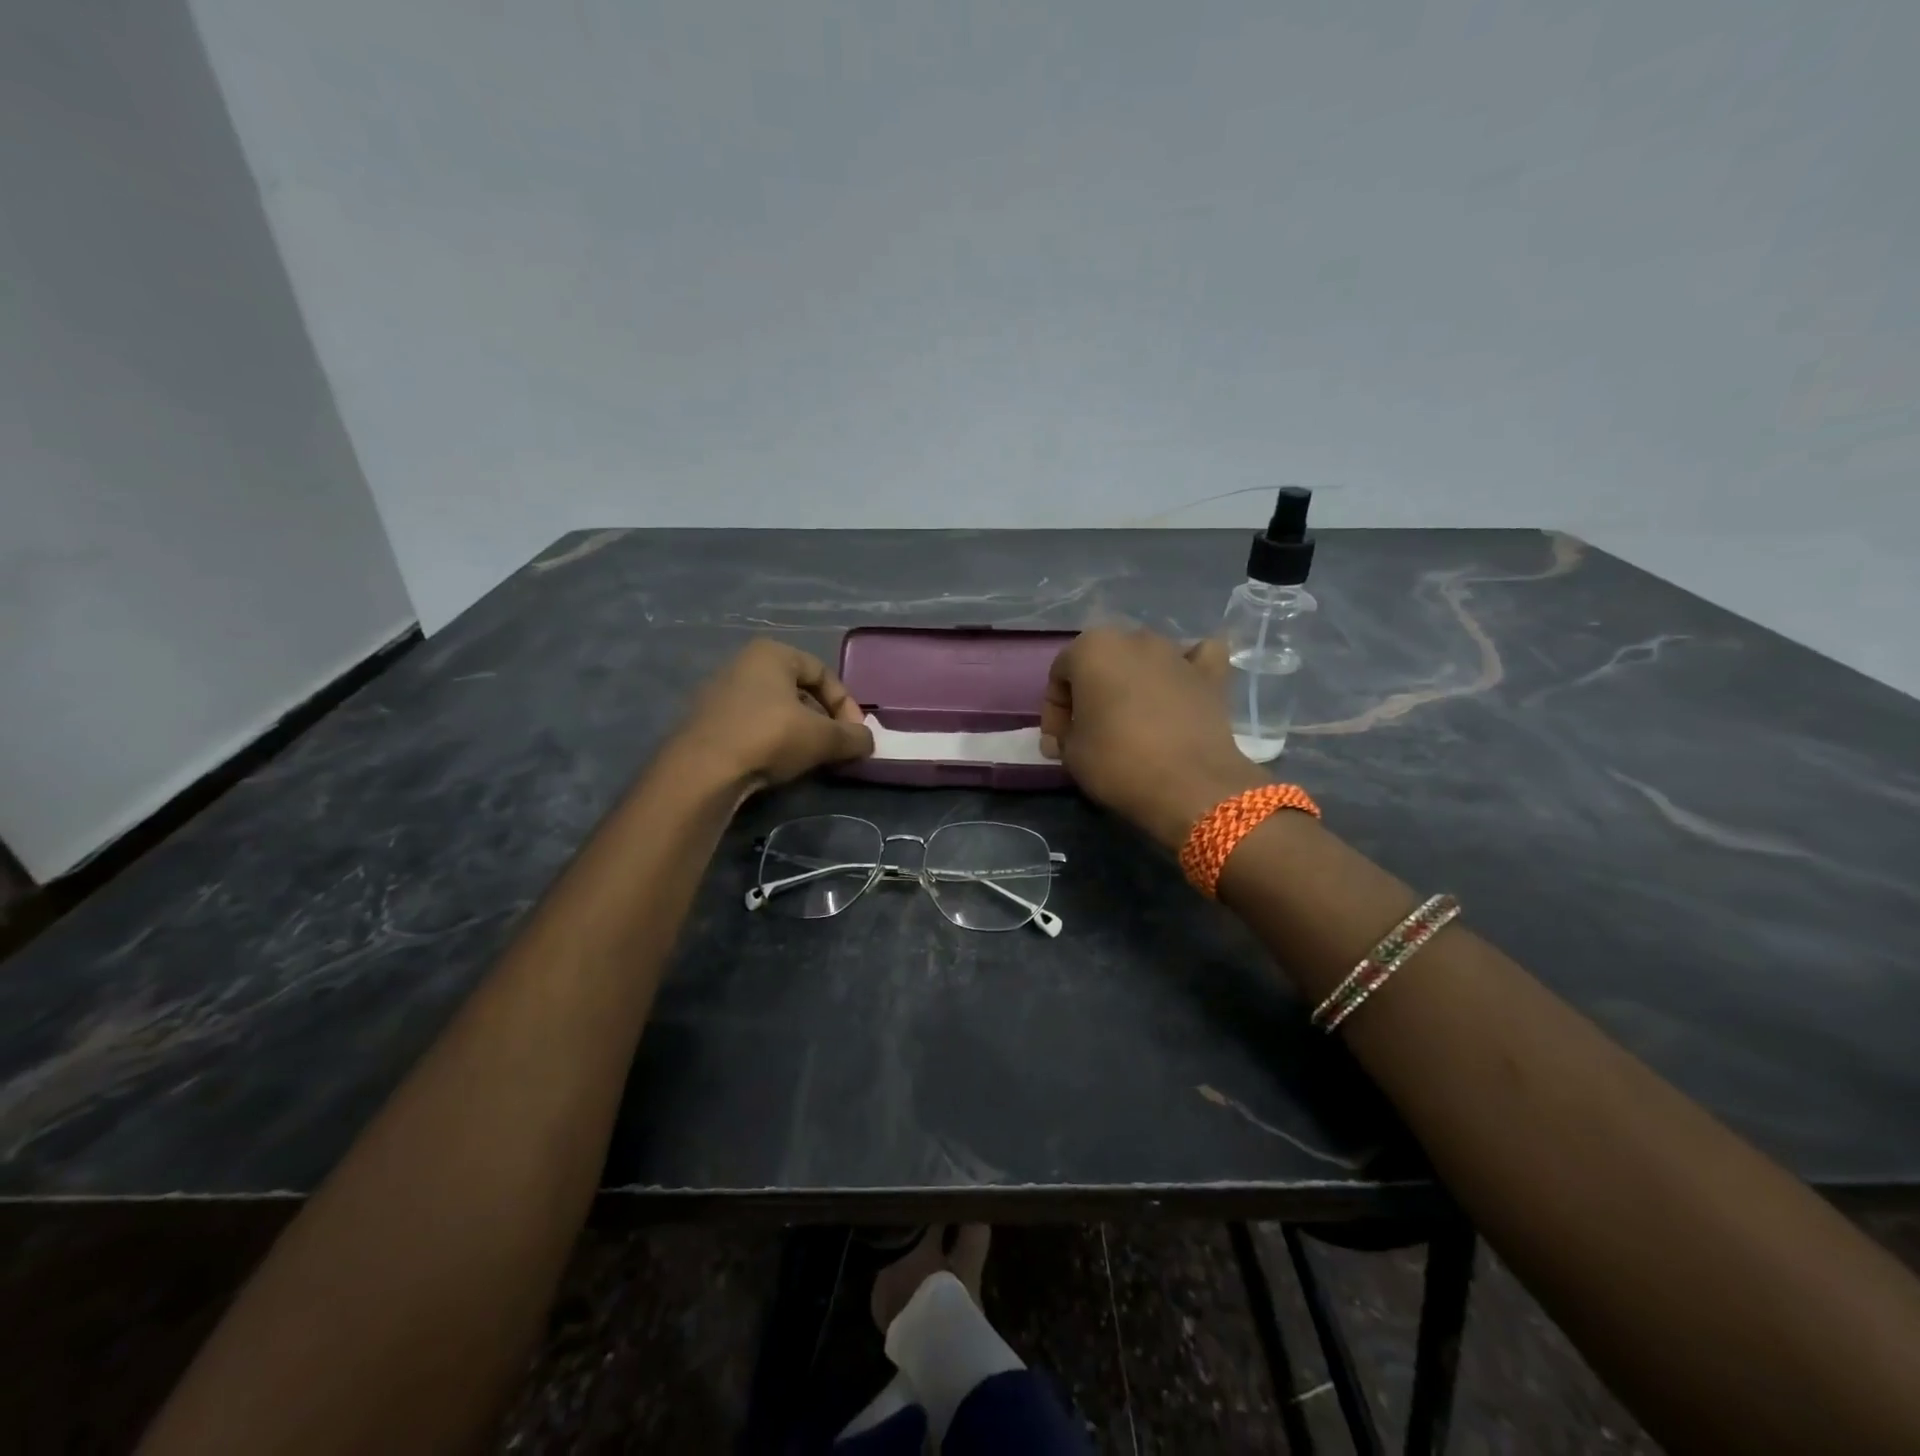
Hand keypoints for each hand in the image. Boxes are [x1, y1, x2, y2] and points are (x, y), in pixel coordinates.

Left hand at [668, 639, 873, 791]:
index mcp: (772, 653)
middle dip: (823, 720)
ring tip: (810, 759)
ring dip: (799, 732)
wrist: (703, 771)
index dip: (847, 704)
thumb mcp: (823, 738)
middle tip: (836, 747)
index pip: (823, 673)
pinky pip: (752, 726)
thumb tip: (868, 741)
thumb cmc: (769, 737)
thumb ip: (853, 736)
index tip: (856, 734)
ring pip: (775, 710)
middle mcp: (743, 664)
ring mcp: (720, 693)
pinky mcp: (707, 723)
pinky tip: (779, 765)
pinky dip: (772, 742)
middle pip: (799, 691)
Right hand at [1040, 628, 1264, 848]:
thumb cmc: (1118, 762)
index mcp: (1092, 648)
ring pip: (1145, 659)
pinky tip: (1182, 685)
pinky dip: (1188, 667)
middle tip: (1089, 732)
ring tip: (1131, 718)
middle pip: (1102, 662)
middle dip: (1092, 693)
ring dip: (1133, 681)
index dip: (1054, 712)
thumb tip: (1072, 733)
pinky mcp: (1211, 675)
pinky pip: (1197, 659)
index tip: (1058, 745)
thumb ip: (1065, 732)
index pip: (1060, 674)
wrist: (1189, 786)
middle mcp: (1134, 639)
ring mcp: (1176, 653)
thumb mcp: (1070, 753)